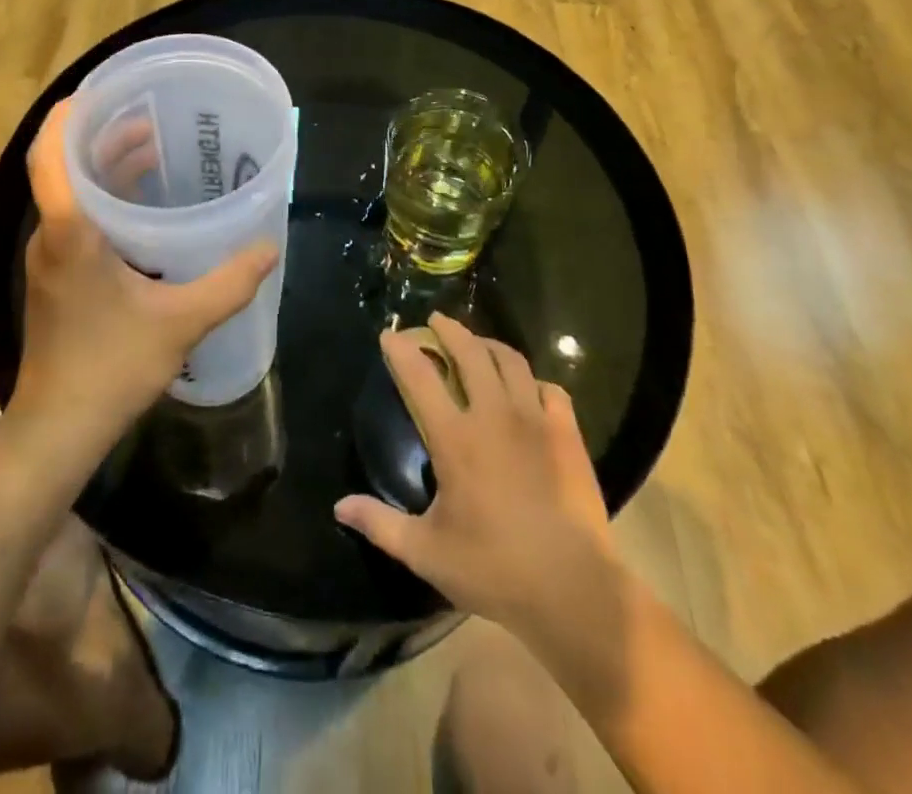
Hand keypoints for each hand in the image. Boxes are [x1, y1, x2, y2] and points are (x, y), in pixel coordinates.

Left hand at [11, 98, 278, 449]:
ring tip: (150, 150)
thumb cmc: (111, 366)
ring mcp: (49, 259)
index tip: (100, 92)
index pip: (50, 155)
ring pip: (69, 194)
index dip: (68, 116)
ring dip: (104, 168)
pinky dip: (104, 200)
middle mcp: (51, 236)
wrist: (59, 426)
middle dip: (101, 136)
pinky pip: (75, 219)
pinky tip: (143, 210)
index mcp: (70, 232)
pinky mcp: (56, 278)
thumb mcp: (181, 322)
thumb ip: (229, 283)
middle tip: (147, 119)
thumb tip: (269, 248)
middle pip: (63, 167)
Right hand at [334, 313, 616, 643]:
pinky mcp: (567, 435)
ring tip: (478, 344)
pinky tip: (528, 390)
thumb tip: (339, 506)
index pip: (420, 377)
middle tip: (437, 321)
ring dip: (489, 346)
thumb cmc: (493, 569)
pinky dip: (534, 382)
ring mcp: (535, 421)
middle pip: (470, 353)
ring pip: (511, 362)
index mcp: (456, 439)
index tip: (390, 333)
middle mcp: (494, 416)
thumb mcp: (426, 552)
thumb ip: (380, 524)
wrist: (573, 590)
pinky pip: (551, 390)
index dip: (401, 350)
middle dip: (450, 330)